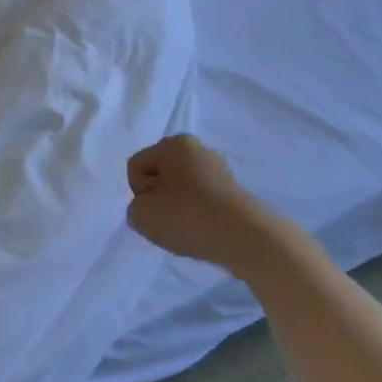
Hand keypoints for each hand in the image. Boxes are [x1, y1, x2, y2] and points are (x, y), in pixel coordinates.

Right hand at [126, 135, 269, 267]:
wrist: (245, 238)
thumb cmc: (188, 217)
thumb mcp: (141, 214)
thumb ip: (135, 207)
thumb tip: (153, 208)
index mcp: (175, 144)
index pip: (137, 166)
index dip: (139, 192)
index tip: (155, 208)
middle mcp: (198, 149)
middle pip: (160, 177)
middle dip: (159, 200)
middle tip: (170, 220)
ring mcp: (219, 171)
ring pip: (180, 192)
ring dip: (178, 211)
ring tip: (189, 230)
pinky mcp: (233, 193)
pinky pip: (201, 203)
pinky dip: (197, 218)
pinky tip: (204, 232)